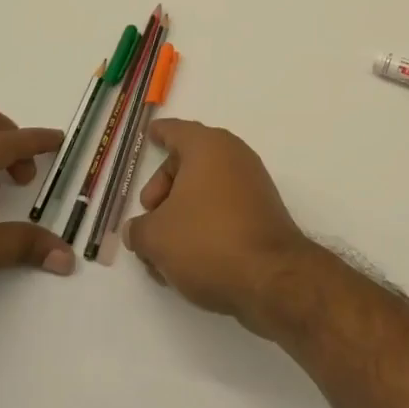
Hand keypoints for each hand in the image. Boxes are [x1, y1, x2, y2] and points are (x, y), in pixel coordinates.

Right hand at [123, 119, 311, 334]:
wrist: (270, 276)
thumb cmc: (207, 241)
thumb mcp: (156, 237)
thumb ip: (139, 230)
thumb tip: (138, 230)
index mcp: (208, 147)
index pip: (177, 131)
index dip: (160, 133)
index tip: (151, 132)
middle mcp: (233, 156)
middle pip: (189, 163)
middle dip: (163, 189)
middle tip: (147, 217)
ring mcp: (252, 184)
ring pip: (205, 191)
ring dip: (180, 216)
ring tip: (160, 253)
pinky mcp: (262, 212)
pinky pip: (223, 209)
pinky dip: (203, 226)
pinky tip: (186, 261)